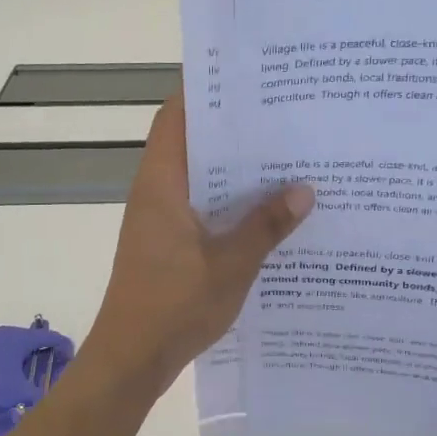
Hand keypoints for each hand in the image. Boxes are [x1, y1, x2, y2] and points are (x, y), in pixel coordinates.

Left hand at [86, 95, 312, 394]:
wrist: (131, 360)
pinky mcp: (167, 244)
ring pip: (201, 178)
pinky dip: (230, 202)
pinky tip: (268, 210)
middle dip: (233, 129)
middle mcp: (157, 193)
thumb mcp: (230, 265)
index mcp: (162, 184)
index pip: (177, 117)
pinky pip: (202, 208)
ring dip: (235, 169)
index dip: (205, 89)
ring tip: (285, 156)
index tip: (247, 75)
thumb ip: (266, 226)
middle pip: (193, 143)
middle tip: (283, 115)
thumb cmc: (173, 306)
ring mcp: (160, 219)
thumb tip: (305, 190)